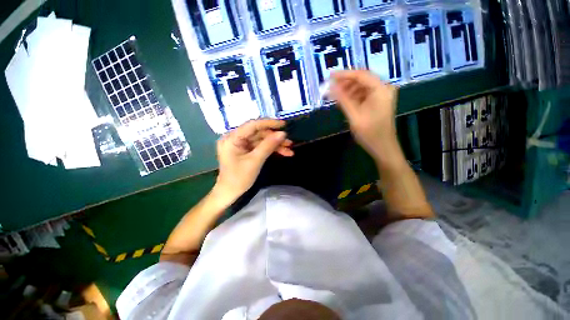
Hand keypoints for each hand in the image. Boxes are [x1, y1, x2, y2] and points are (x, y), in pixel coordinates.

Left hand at [214, 119, 293, 203]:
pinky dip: (271, 149)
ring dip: (276, 145)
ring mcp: (241, 144)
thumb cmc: (239, 179)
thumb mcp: (255, 161)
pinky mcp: (246, 150)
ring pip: (262, 140)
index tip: (284, 124)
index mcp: (232, 138)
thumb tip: (283, 134)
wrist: (229, 193)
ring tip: (290, 150)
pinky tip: (283, 152)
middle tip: (290, 142)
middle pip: (259, 133)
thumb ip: (268, 146)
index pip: (253, 125)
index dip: (269, 123)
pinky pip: (260, 146)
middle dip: (275, 138)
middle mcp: (236, 138)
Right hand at [330, 70, 398, 159]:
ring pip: (362, 87)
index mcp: (381, 89)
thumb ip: (342, 99)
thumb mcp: (354, 115)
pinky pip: (364, 94)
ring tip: (335, 96)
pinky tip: (344, 101)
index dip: (344, 75)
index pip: (361, 75)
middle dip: (345, 83)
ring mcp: (382, 95)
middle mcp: (384, 88)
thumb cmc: (369, 133)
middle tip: (330, 88)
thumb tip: (330, 86)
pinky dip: (353, 96)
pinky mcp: (378, 101)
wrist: (383, 147)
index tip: (329, 76)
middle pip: (362, 79)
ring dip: (348, 90)